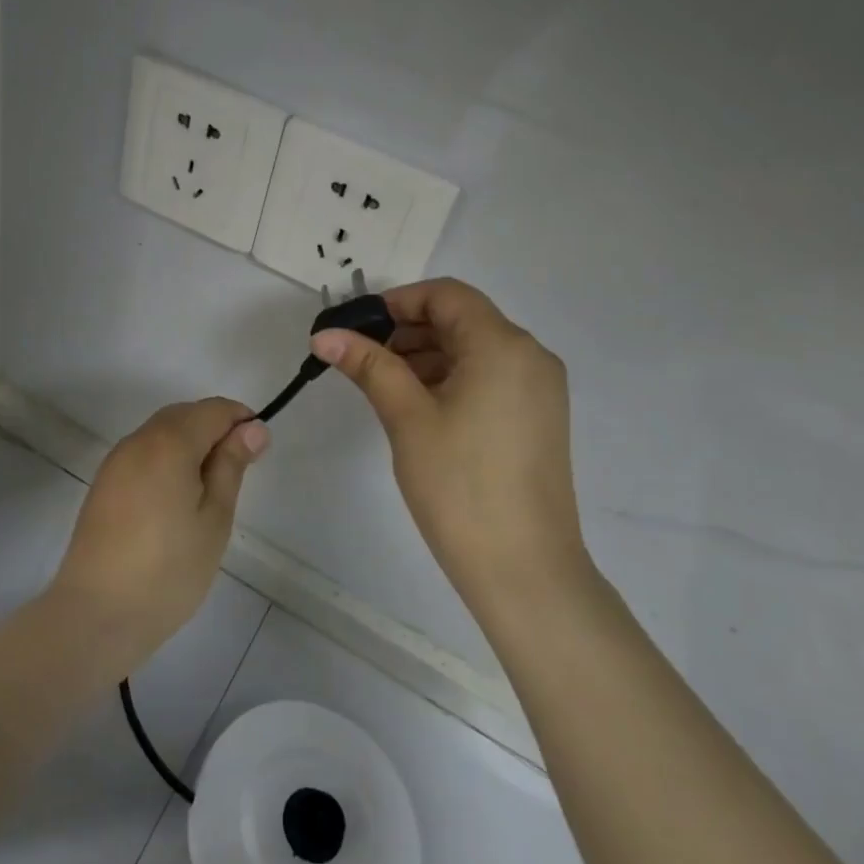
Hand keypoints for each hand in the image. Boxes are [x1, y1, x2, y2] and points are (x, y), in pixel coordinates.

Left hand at [47, 398, 268, 674]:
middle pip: (184, 415)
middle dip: (215, 430)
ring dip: (190, 444)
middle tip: (238, 473)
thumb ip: (231, 466)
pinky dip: (166, 460)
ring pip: (161, 433)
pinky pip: (143, 454)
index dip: (241, 421)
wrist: (96, 614)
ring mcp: (115, 462)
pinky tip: (176, 499)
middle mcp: (138, 440)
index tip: (258, 453)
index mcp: (169, 442)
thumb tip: (252, 428)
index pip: (213, 410)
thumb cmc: (168, 570)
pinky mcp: (103, 484)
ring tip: (209, 490)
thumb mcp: (214, 518)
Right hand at [312, 278, 586, 614]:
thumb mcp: (406, 417)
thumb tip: (325, 335)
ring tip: (383, 386)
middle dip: (408, 330)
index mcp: (503, 345)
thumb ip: (368, 365)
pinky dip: (450, 379)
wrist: (523, 568)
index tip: (356, 327)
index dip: (397, 302)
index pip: (447, 295)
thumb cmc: (459, 485)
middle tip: (361, 359)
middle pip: (462, 319)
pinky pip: (489, 377)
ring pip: (474, 350)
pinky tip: (418, 407)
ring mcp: (539, 389)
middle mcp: (530, 356)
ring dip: (426, 356)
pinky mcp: (537, 418)